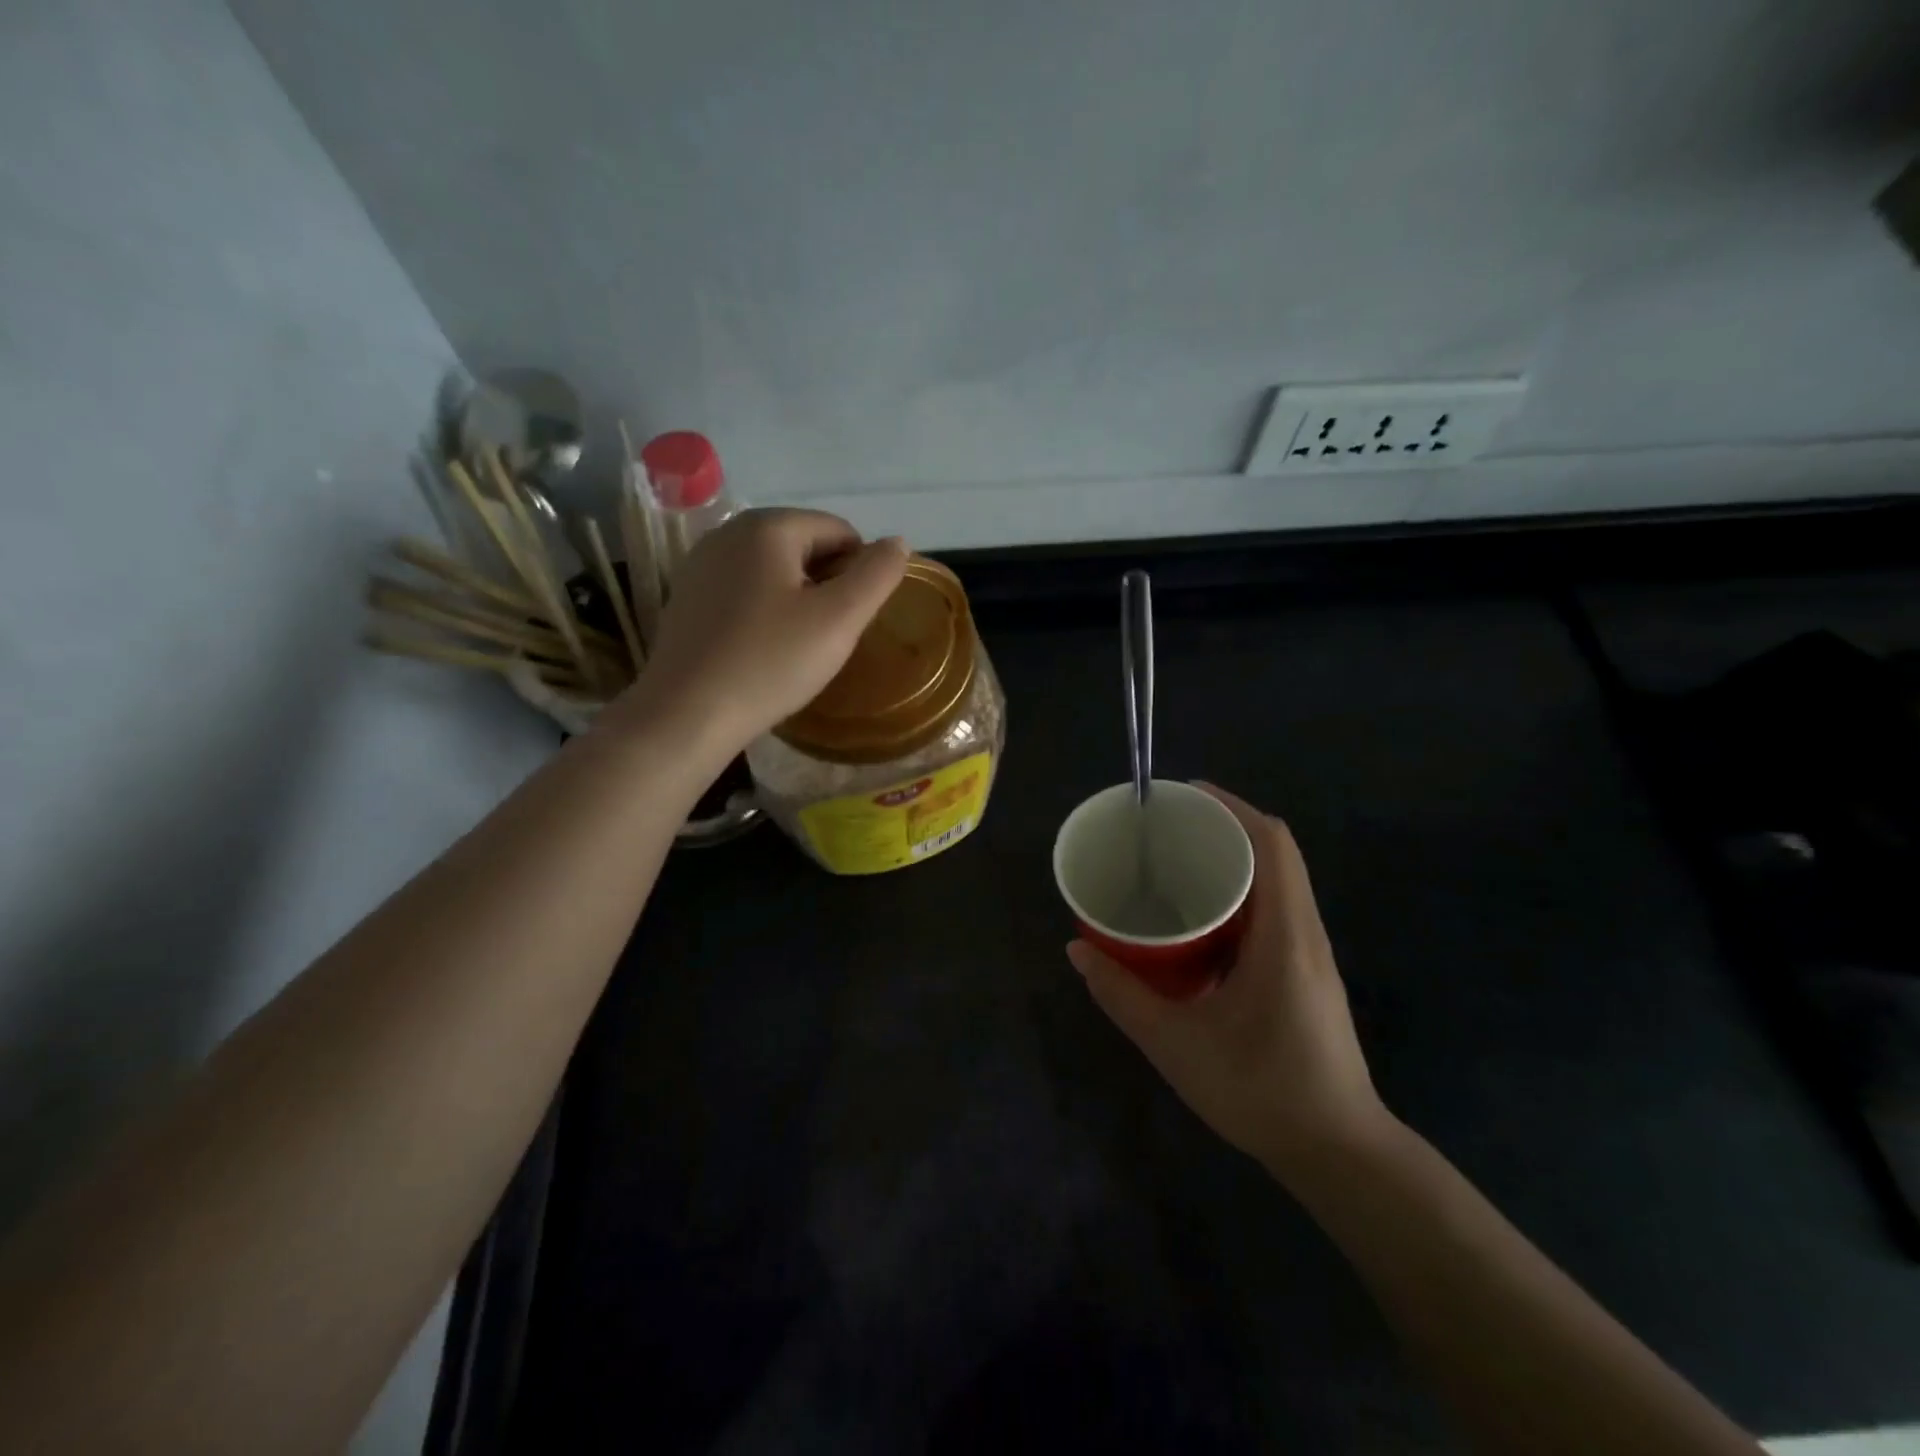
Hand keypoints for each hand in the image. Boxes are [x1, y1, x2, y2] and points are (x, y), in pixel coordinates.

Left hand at [619, 508, 907, 757]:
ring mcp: (701, 563)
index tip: (851, 619)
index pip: (839, 531)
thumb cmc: (770, 663)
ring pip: (773, 570)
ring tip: (797, 646)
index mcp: (768, 526)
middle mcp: (728, 531)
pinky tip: (763, 649)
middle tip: (828, 636)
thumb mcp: (839, 619)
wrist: (686, 715)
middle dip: (826, 584)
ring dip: (797, 599)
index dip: (859, 573)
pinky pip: (744, 590)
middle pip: (804, 545)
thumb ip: (877, 575)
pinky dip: (764, 610)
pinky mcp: (687, 596)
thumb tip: (897, 543)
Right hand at [1067, 784, 1391, 1183]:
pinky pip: (1273, 909)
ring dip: (1232, 859)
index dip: (1232, 807)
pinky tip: (1198, 916)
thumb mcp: (1176, 1045)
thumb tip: (1077, 948)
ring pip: (1276, 881)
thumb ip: (1122, 994)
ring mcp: (1310, 953)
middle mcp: (1305, 933)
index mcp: (1284, 936)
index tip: (1184, 795)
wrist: (1337, 1152)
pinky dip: (1238, 893)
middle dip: (1224, 827)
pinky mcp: (1305, 972)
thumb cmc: (1261, 1092)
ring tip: (1176, 861)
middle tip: (1167, 828)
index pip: (1272, 844)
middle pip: (1275, 853)